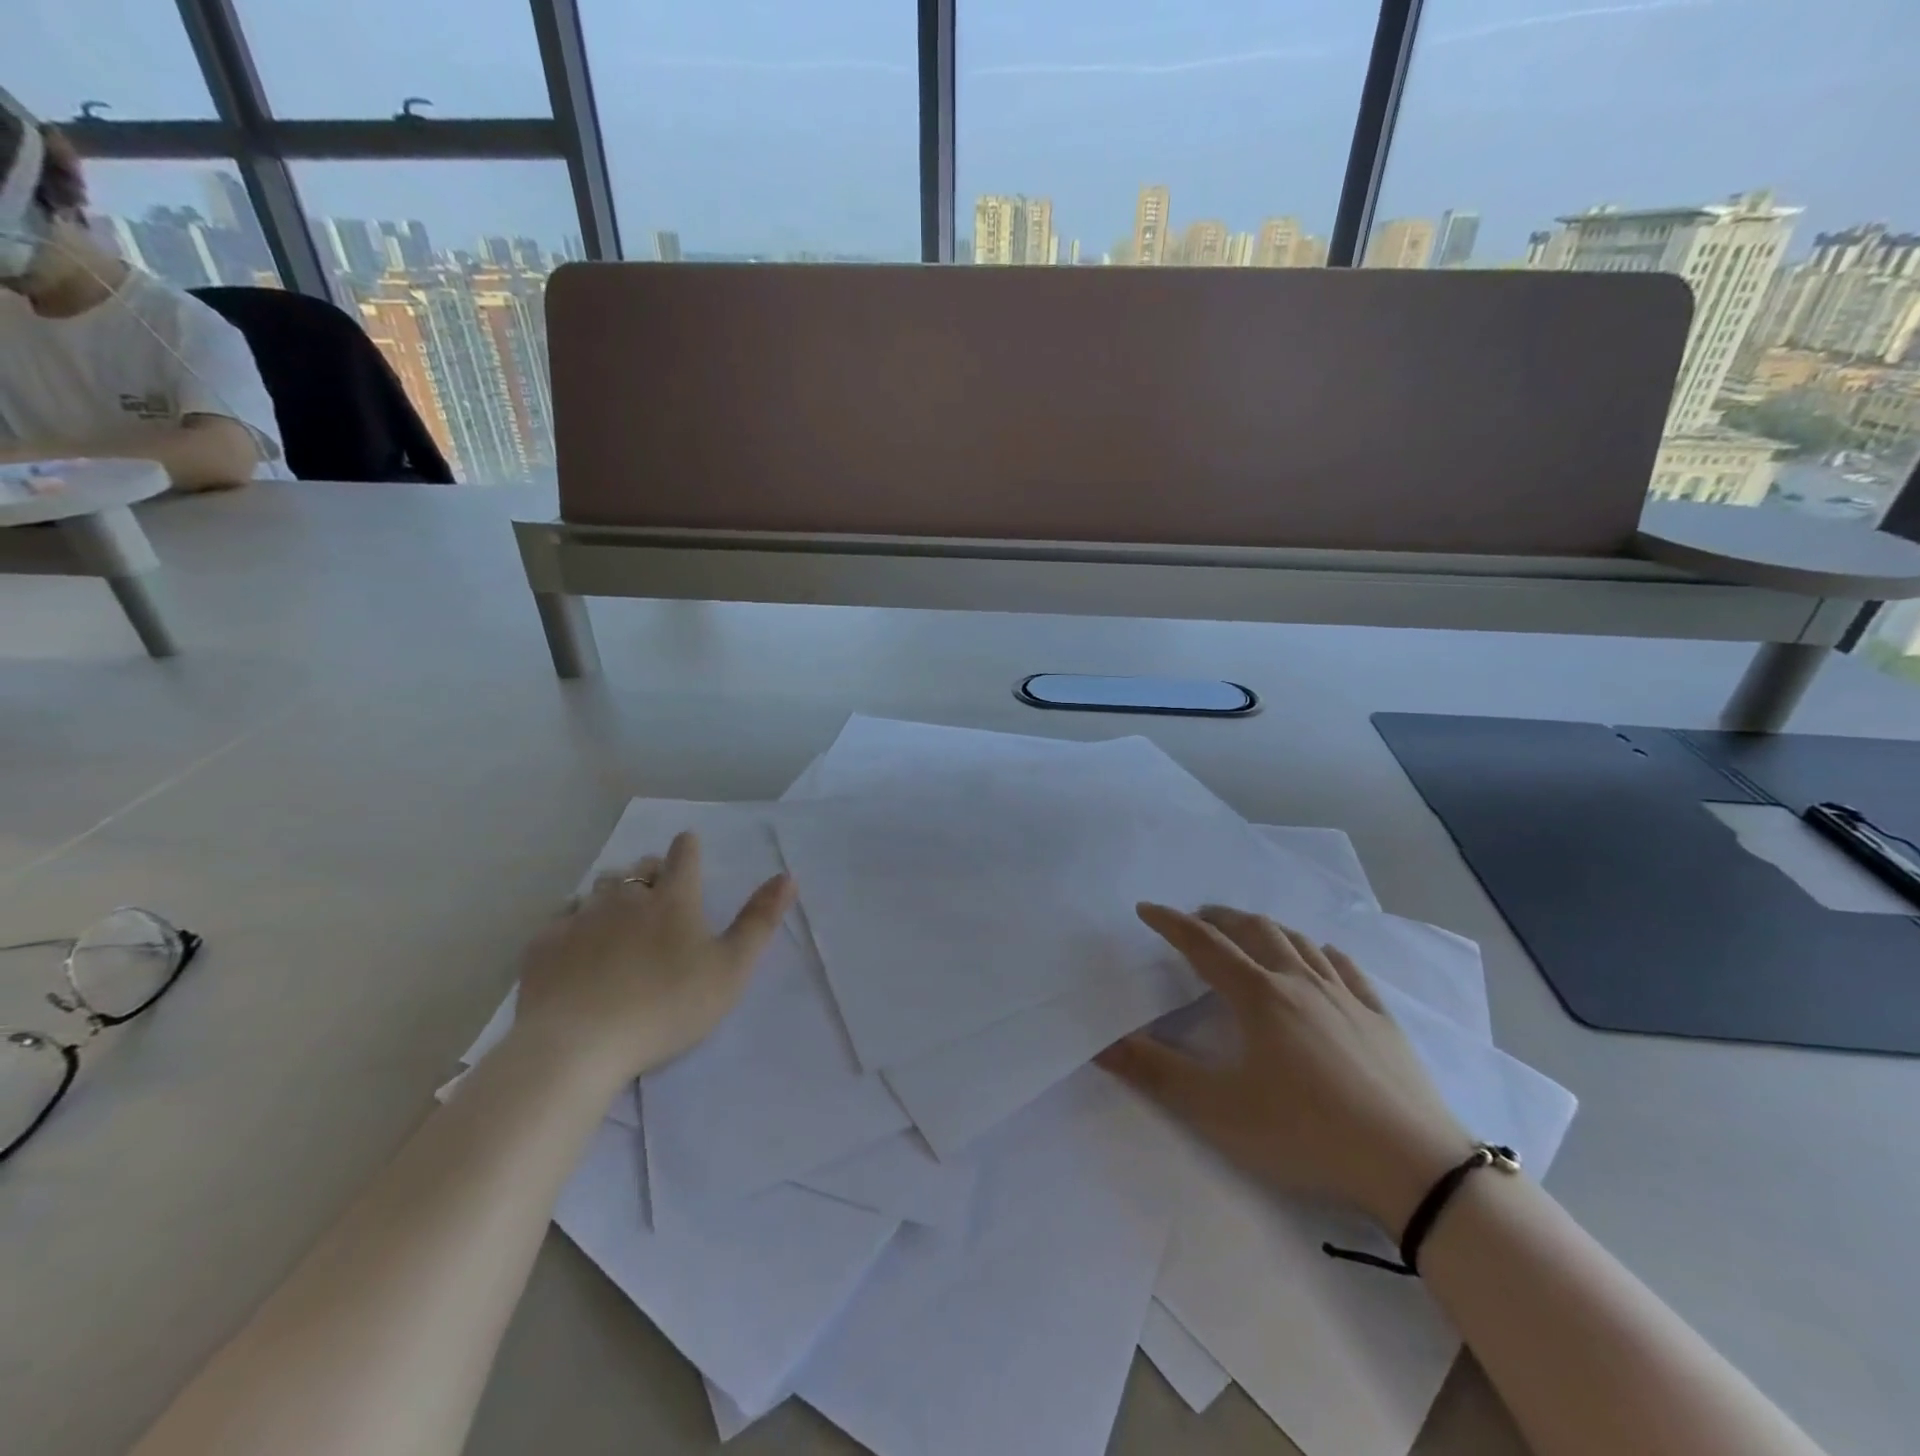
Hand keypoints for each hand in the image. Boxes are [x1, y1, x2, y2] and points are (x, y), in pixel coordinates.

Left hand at [511, 832, 795, 1086]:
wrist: (578, 1046)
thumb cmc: (667, 1007)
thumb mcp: (731, 969)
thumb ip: (760, 921)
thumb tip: (787, 875)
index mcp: (673, 900)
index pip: (683, 856)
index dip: (688, 848)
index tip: (688, 846)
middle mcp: (626, 898)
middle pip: (638, 869)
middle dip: (650, 872)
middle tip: (657, 892)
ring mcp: (581, 919)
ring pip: (598, 889)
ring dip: (611, 894)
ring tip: (617, 915)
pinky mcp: (544, 946)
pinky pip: (561, 920)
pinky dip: (573, 923)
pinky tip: (575, 944)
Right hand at [1099, 903, 1471, 1231]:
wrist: (1416, 1169)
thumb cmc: (1306, 1134)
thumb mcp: (1218, 1111)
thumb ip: (1155, 1074)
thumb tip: (1101, 1043)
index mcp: (1259, 996)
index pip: (1203, 945)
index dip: (1171, 923)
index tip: (1146, 908)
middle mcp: (1300, 982)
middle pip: (1252, 930)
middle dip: (1217, 918)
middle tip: (1195, 920)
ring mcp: (1345, 997)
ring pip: (1297, 941)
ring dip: (1263, 928)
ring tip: (1246, 933)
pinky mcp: (1380, 1019)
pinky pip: (1345, 967)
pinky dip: (1319, 951)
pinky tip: (1319, 957)